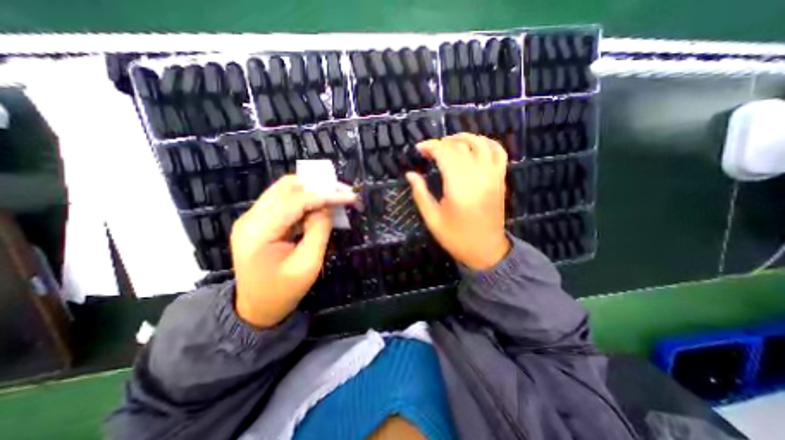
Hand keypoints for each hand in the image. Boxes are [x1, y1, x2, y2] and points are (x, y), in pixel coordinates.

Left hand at [231, 174, 356, 325]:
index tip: (349, 196)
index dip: (325, 195)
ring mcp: (252, 218)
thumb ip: (319, 231)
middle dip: (318, 185)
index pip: (295, 201)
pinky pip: (284, 200)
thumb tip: (328, 206)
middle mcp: (250, 218)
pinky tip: (320, 206)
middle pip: (286, 187)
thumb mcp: (308, 264)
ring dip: (312, 189)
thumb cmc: (284, 292)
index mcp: (259, 232)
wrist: (257, 308)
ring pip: (285, 190)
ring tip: (335, 196)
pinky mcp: (259, 221)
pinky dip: (305, 199)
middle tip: (343, 191)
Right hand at [404, 132, 508, 269]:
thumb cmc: (456, 237)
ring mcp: (492, 175)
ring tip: (449, 142)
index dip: (430, 146)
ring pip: (481, 143)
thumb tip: (410, 174)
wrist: (486, 250)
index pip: (445, 153)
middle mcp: (478, 176)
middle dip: (442, 143)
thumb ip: (420, 194)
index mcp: (459, 186)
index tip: (419, 149)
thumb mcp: (432, 219)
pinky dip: (486, 143)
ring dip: (463, 138)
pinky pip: (498, 151)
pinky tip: (475, 146)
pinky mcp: (500, 179)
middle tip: (429, 151)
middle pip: (460, 146)